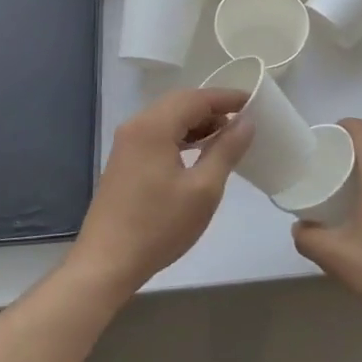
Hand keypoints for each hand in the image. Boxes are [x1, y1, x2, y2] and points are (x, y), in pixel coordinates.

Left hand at [67, 88, 253, 302]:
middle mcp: (136, 126)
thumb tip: (247, 122)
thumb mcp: (203, 189)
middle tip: (243, 120)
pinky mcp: (124, 161)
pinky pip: (158, 135)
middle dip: (213, 108)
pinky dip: (181, 136)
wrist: (106, 263)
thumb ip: (227, 150)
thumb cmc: (159, 226)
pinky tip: (198, 153)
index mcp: (154, 126)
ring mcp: (126, 144)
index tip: (255, 102)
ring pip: (168, 119)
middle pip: (180, 103)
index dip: (228, 97)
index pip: (197, 98)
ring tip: (226, 138)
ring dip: (197, 123)